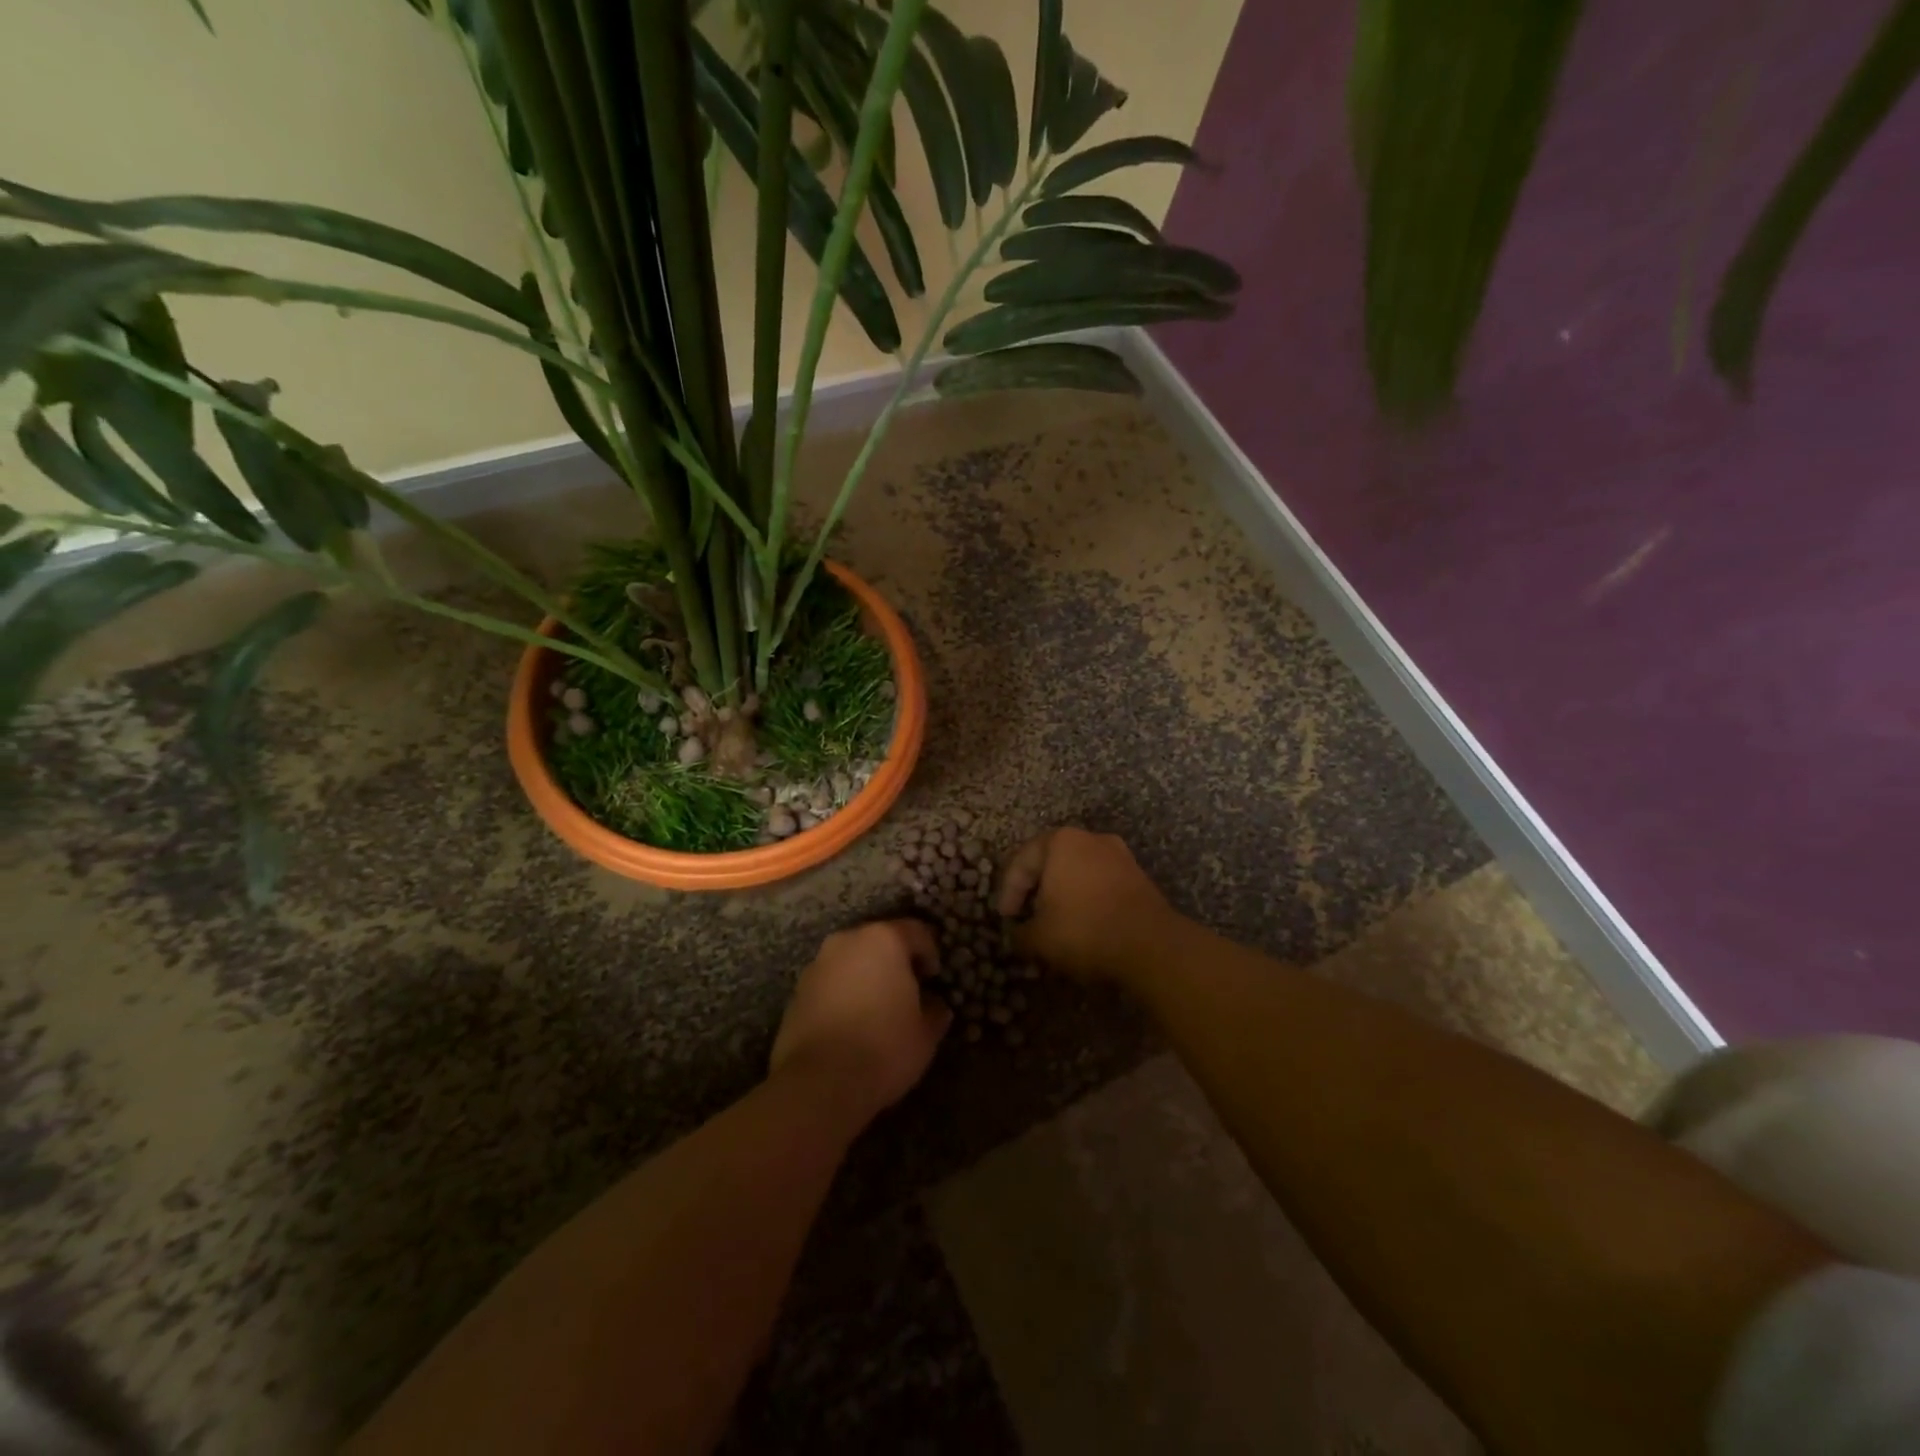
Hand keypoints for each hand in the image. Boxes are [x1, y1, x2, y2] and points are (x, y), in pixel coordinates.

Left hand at [770, 919, 951, 1124]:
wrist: (819, 1082)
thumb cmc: (883, 1048)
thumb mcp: (925, 1034)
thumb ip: (934, 1011)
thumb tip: (935, 1005)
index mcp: (884, 940)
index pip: (916, 931)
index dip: (930, 952)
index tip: (934, 977)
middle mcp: (848, 940)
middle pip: (880, 940)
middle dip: (895, 961)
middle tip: (908, 991)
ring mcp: (818, 964)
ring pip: (851, 960)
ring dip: (866, 976)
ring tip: (877, 1009)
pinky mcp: (797, 990)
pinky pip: (830, 983)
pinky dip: (843, 993)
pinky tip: (850, 1024)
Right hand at [996, 827, 1176, 980]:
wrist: (1152, 945)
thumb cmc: (1084, 930)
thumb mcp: (1038, 938)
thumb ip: (1020, 933)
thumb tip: (1017, 935)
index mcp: (1060, 842)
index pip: (1021, 862)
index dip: (1007, 892)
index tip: (1005, 918)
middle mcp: (1090, 838)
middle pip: (1050, 862)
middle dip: (1035, 890)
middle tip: (1025, 916)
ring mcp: (1118, 855)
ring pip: (1077, 872)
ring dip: (1062, 895)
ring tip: (1053, 923)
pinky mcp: (1137, 876)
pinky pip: (1100, 883)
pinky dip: (1086, 900)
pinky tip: (1082, 924)